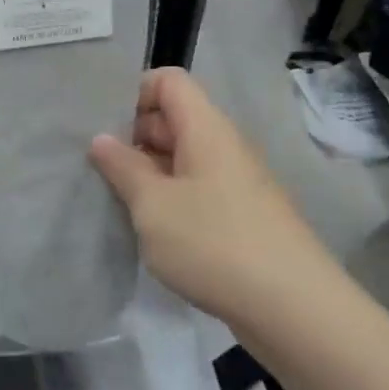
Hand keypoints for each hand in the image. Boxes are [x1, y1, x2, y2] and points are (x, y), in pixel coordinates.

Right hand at [89, 69, 348, 345]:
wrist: (292, 308)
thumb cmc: (213, 244)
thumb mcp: (153, 205)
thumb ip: (123, 167)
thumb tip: (101, 139)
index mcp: (206, 129)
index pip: (169, 81)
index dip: (133, 93)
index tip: (103, 128)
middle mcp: (224, 146)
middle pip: (173, 118)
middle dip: (132, 137)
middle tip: (96, 168)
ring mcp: (235, 182)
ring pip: (182, 158)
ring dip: (147, 172)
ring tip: (114, 199)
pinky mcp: (240, 215)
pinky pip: (195, 189)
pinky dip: (168, 198)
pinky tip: (148, 228)